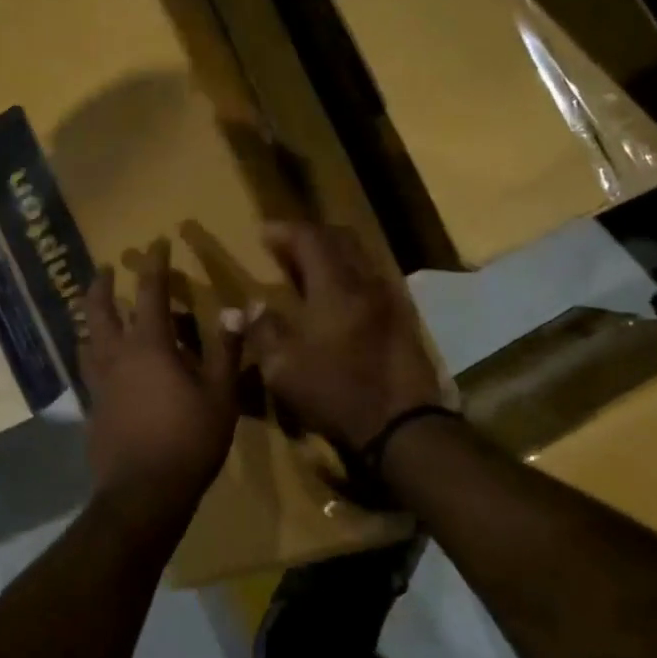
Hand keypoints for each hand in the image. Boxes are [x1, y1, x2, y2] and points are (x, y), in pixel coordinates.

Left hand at [79, 240, 243, 509]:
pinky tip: (100, 365)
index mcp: (149, 346)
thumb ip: (226, 350)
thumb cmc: (188, 440)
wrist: (142, 493)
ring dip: (89, 319)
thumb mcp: (220, 395)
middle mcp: (116, 356)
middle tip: (105, 269)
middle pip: (99, 310)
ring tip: (94, 313)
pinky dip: (91, 355)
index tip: (156, 243)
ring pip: (85, 339)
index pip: (149, 292)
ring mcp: (98, 383)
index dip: (154, 264)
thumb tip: (237, 309)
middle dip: (102, 285)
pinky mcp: (91, 408)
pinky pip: (87, 370)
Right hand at [246, 222, 441, 454]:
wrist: (402, 426)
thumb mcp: (284, 369)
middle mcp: (367, 284)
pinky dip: (349, 277)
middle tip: (285, 246)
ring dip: (332, 255)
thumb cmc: (337, 393)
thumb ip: (264, 331)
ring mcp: (391, 301)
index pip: (310, 239)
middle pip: (341, 239)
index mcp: (336, 288)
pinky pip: (372, 281)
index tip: (263, 233)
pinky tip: (337, 299)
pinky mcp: (404, 320)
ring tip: (307, 270)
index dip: (284, 231)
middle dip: (310, 236)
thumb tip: (252, 306)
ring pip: (361, 259)